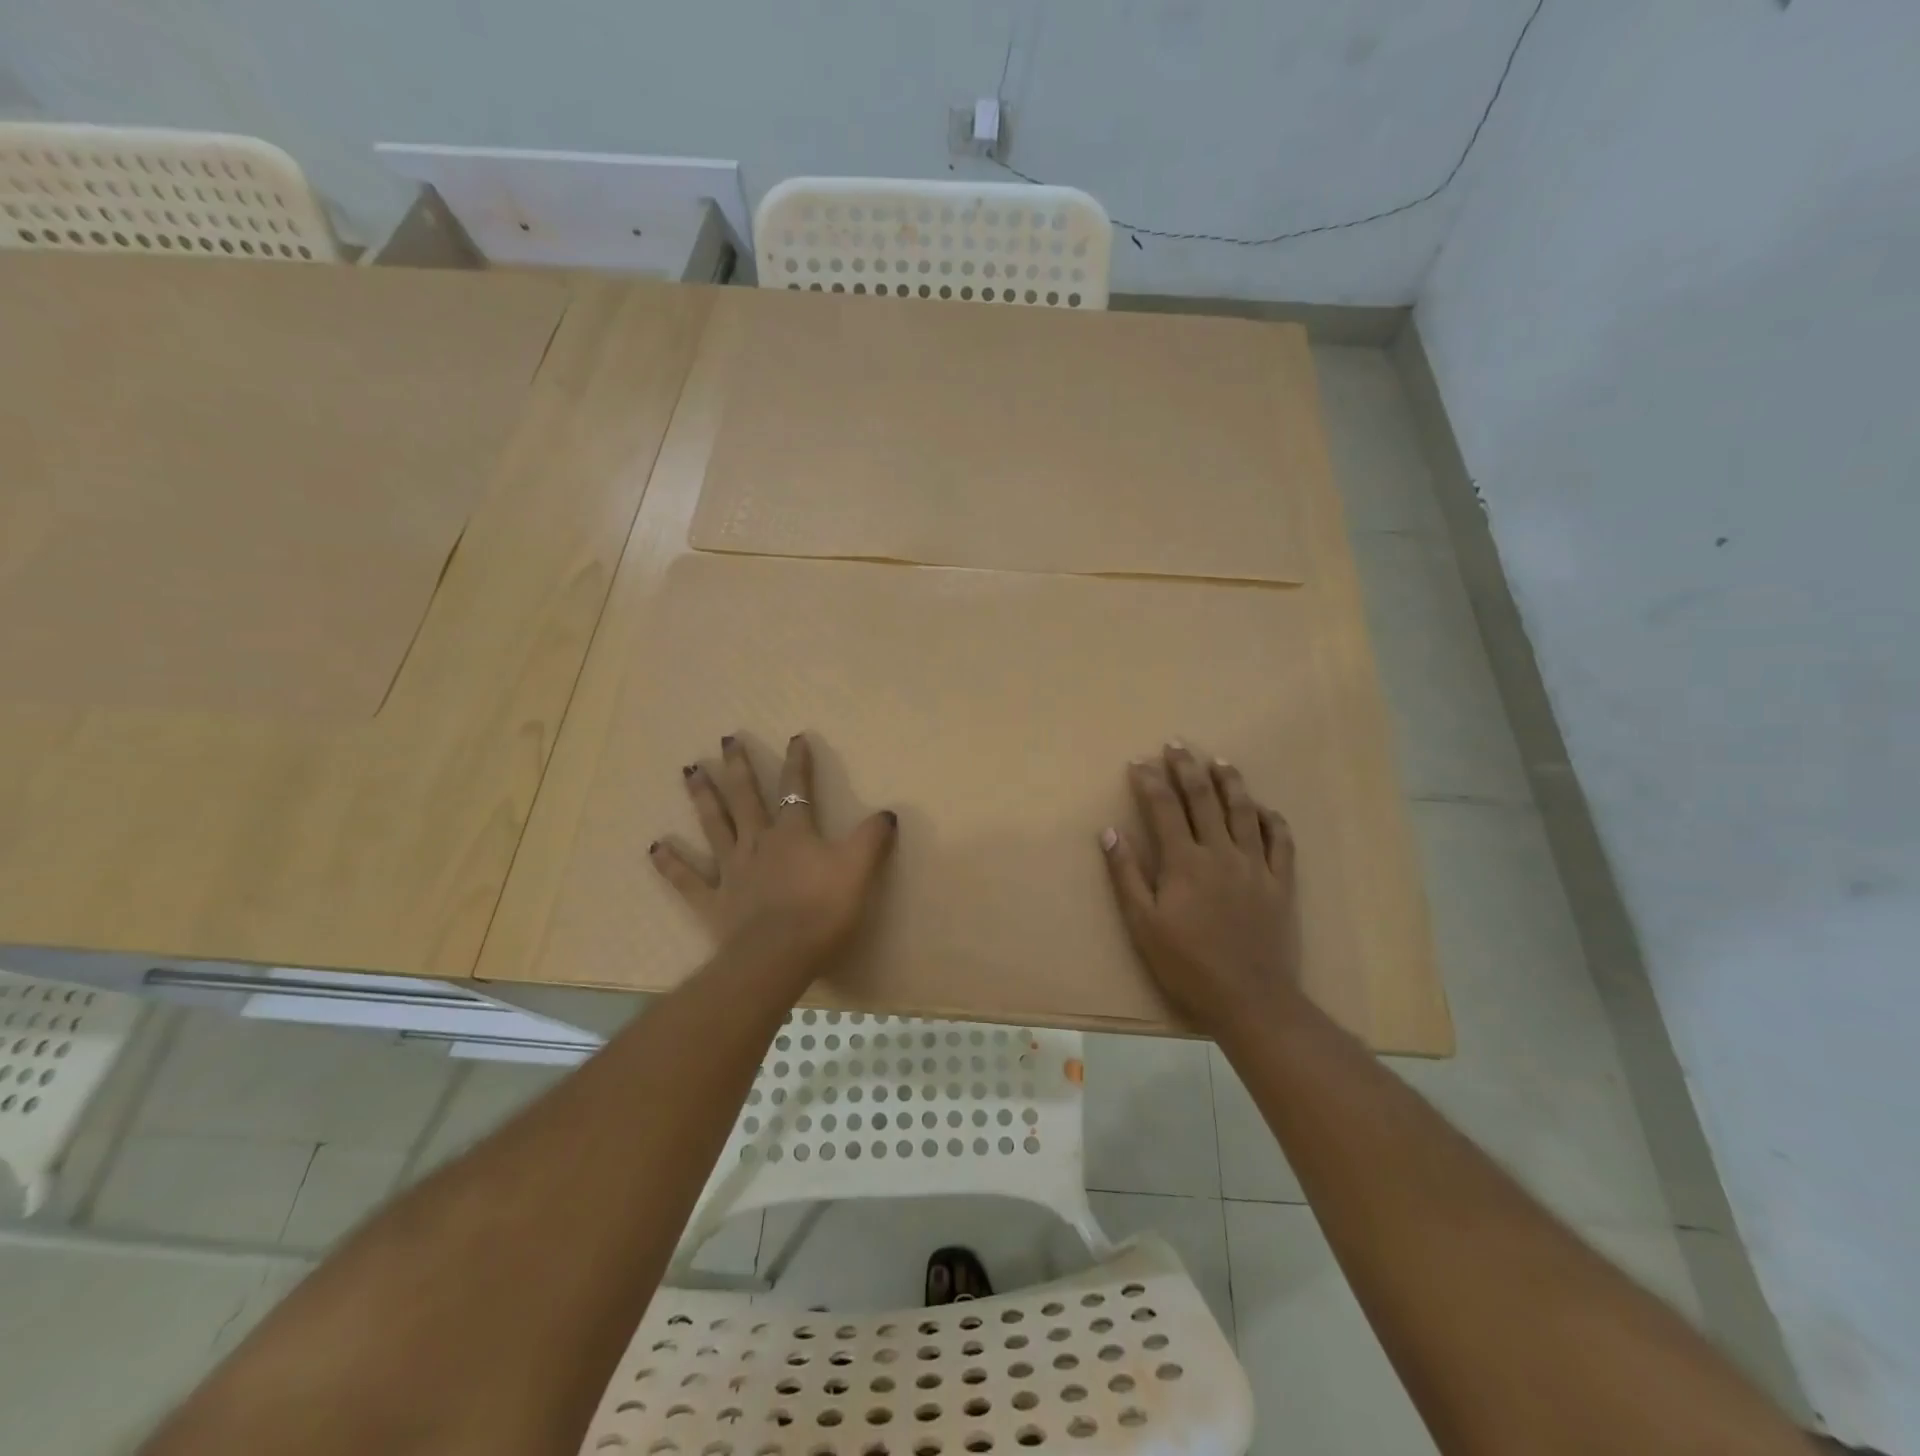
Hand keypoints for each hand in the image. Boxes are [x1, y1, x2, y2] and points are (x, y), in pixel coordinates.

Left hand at [650, 732, 897, 973]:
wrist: (779, 956)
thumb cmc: (822, 910)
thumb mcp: (859, 869)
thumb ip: (872, 838)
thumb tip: (887, 812)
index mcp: (792, 833)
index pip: (796, 789)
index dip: (798, 762)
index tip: (795, 737)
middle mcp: (758, 843)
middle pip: (746, 798)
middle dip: (738, 768)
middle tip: (725, 740)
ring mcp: (731, 870)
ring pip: (714, 825)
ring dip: (702, 797)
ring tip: (689, 770)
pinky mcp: (714, 901)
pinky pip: (687, 879)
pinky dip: (670, 863)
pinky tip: (655, 847)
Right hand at [1101, 742, 1301, 1034]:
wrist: (1249, 999)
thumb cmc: (1186, 964)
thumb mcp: (1143, 924)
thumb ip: (1126, 875)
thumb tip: (1110, 832)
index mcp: (1184, 861)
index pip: (1164, 808)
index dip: (1150, 780)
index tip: (1139, 760)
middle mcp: (1221, 853)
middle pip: (1203, 799)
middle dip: (1187, 768)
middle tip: (1177, 744)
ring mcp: (1255, 866)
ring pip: (1244, 812)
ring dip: (1230, 782)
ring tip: (1220, 761)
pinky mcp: (1280, 884)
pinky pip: (1280, 842)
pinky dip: (1272, 820)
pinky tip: (1265, 809)